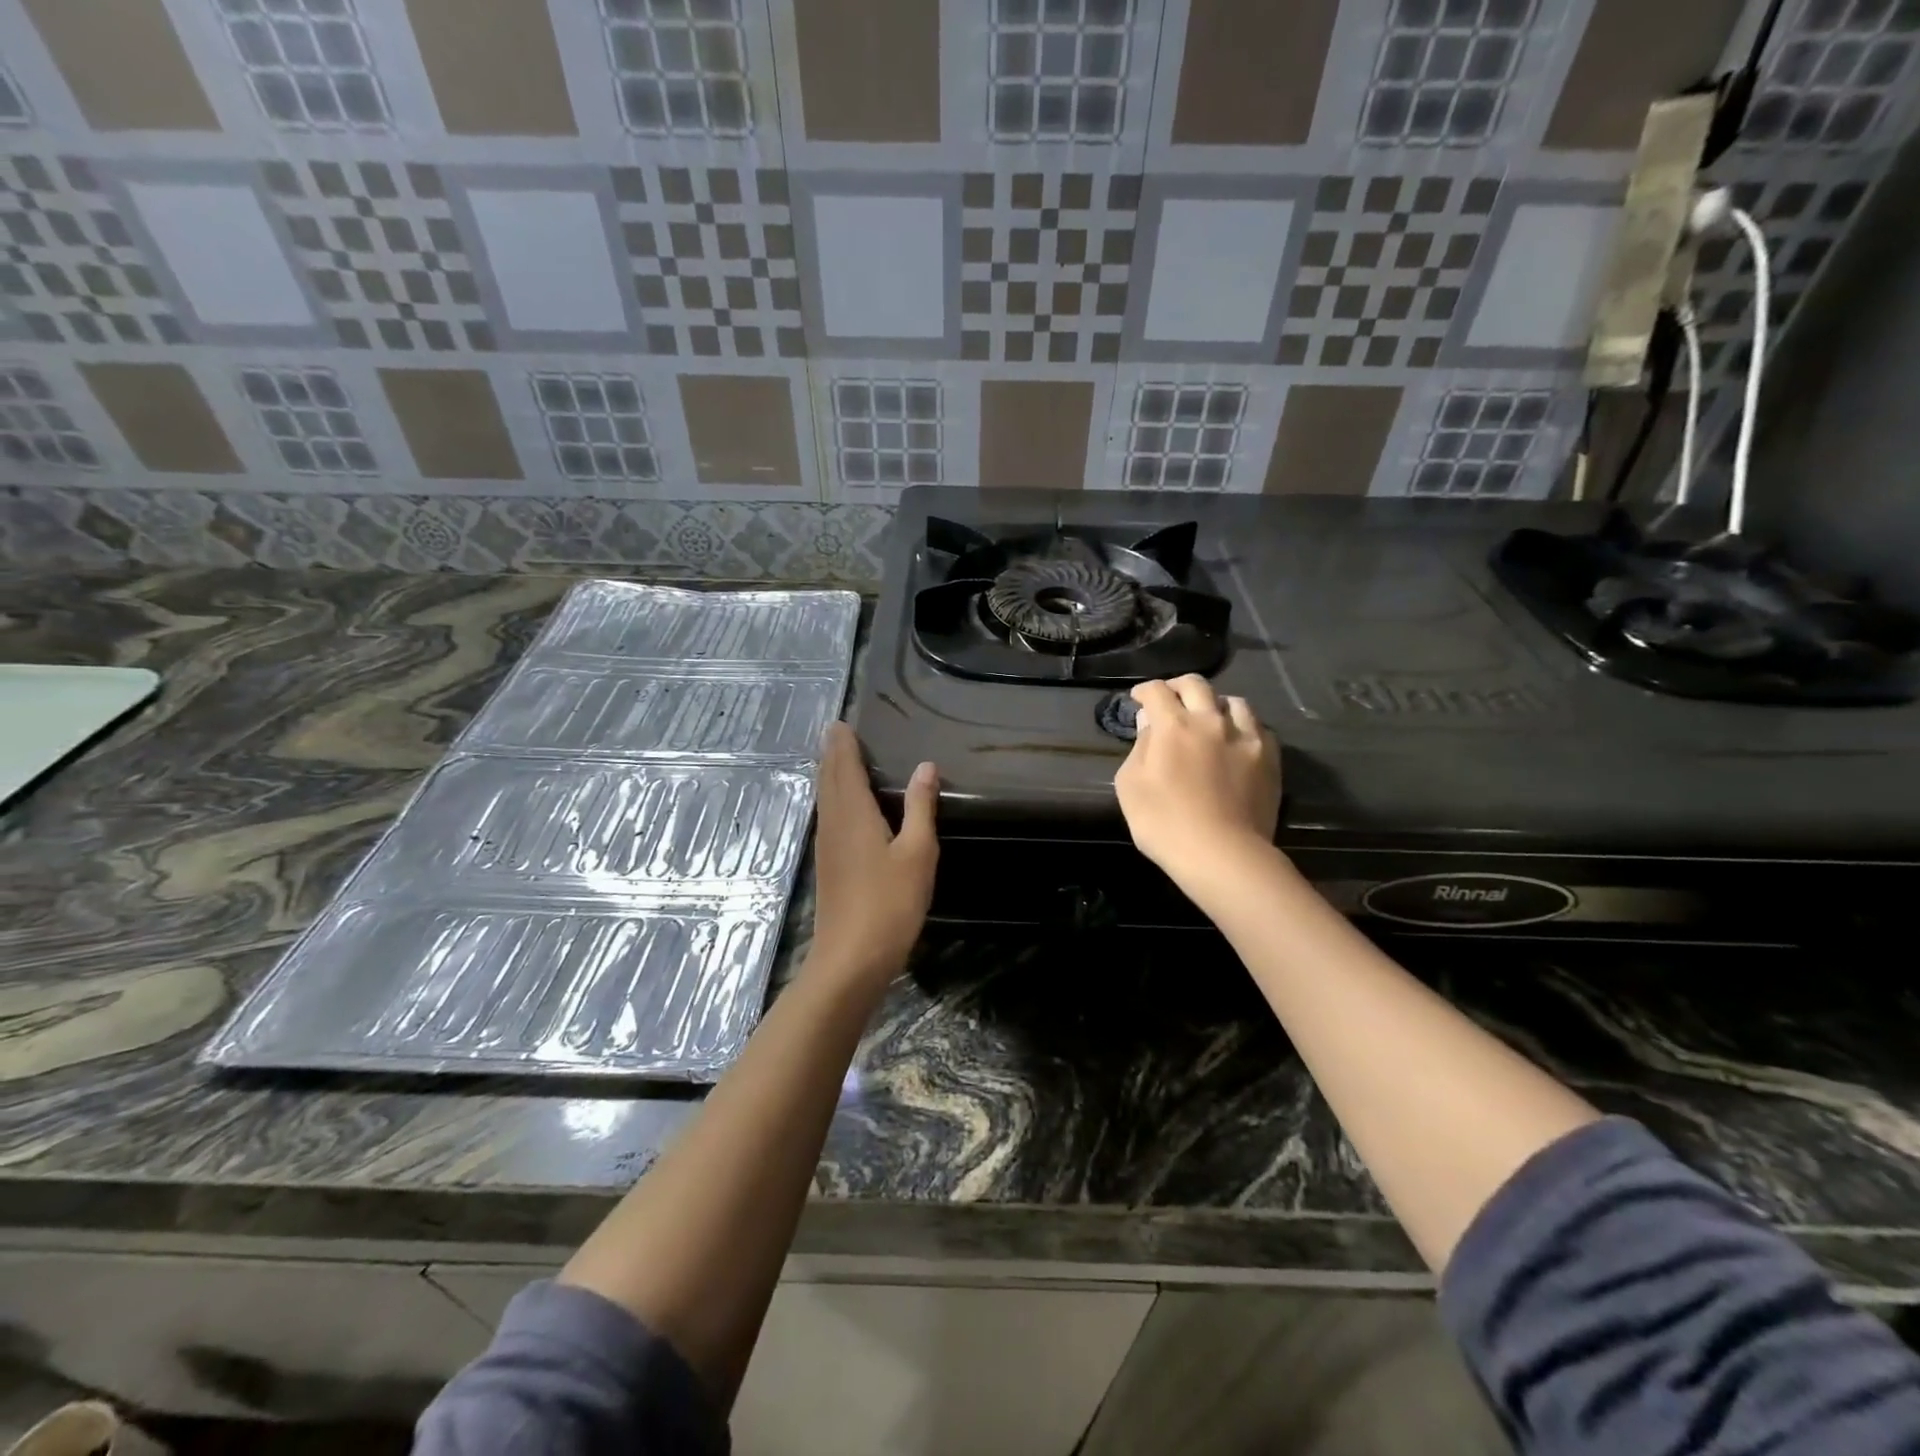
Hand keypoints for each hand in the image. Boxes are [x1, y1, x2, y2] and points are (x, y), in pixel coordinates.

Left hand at [807, 722, 938, 987]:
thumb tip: (925, 766)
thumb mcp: (916, 852)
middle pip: (828, 779)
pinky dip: (833, 798)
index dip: (842, 743)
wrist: (851, 958)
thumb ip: (920, 807)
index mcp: (853, 813)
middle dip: (832, 754)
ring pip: (825, 798)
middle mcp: (833, 822)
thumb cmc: (889, 902)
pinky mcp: (827, 864)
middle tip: (839, 732)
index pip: (843, 766)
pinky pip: (827, 816)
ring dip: (830, 774)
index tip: (841, 721)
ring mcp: (826, 845)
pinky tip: (844, 806)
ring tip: (840, 758)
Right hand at [1114, 675, 1280, 894]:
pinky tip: (1237, 741)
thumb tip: (1150, 724)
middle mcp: (1211, 721)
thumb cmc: (1164, 823)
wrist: (1223, 854)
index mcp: (1174, 726)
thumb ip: (1139, 748)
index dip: (1144, 690)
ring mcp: (1246, 737)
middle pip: (1196, 685)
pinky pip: (1258, 728)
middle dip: (1178, 686)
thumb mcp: (1130, 786)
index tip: (1138, 699)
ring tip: (1209, 718)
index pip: (1157, 691)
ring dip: (1215, 704)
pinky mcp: (1270, 758)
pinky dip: (1243, 727)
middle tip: (1170, 699)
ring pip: (1233, 702)